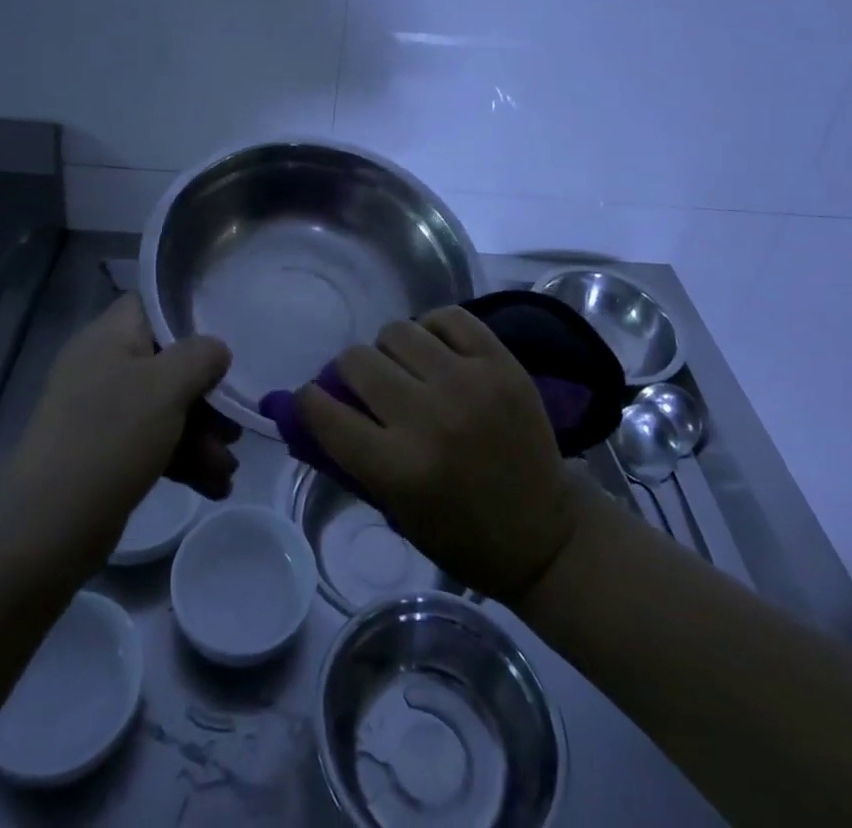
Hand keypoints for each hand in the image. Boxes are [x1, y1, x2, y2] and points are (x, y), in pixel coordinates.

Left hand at [0, 295, 238, 576]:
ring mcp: (99, 411)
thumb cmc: (111, 437)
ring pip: (163, 408)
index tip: (223, 342)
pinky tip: (213, 487)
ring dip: (201, 436)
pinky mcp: (102, 452)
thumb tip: (215, 350)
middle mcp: (102, 366)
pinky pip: (151, 442)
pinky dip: (182, 460)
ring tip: (228, 471)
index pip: (151, 304)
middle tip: (234, 426)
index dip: (189, 317)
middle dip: (206, 396)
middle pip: (166, 363)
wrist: (48, 528)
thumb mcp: (167, 386)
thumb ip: (201, 356)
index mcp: (108, 336)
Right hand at [294, 306, 580, 602]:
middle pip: (358, 360)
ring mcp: (468, 383)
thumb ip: (350, 456)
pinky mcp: (501, 363)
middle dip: (350, 372)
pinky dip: (433, 328)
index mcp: (398, 467)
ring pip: (397, 331)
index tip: (315, 399)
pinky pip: (448, 317)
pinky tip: (438, 351)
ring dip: (391, 350)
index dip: (310, 401)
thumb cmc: (460, 534)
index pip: (324, 412)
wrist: (545, 533)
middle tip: (367, 386)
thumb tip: (307, 408)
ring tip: (406, 368)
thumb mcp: (393, 508)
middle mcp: (429, 417)